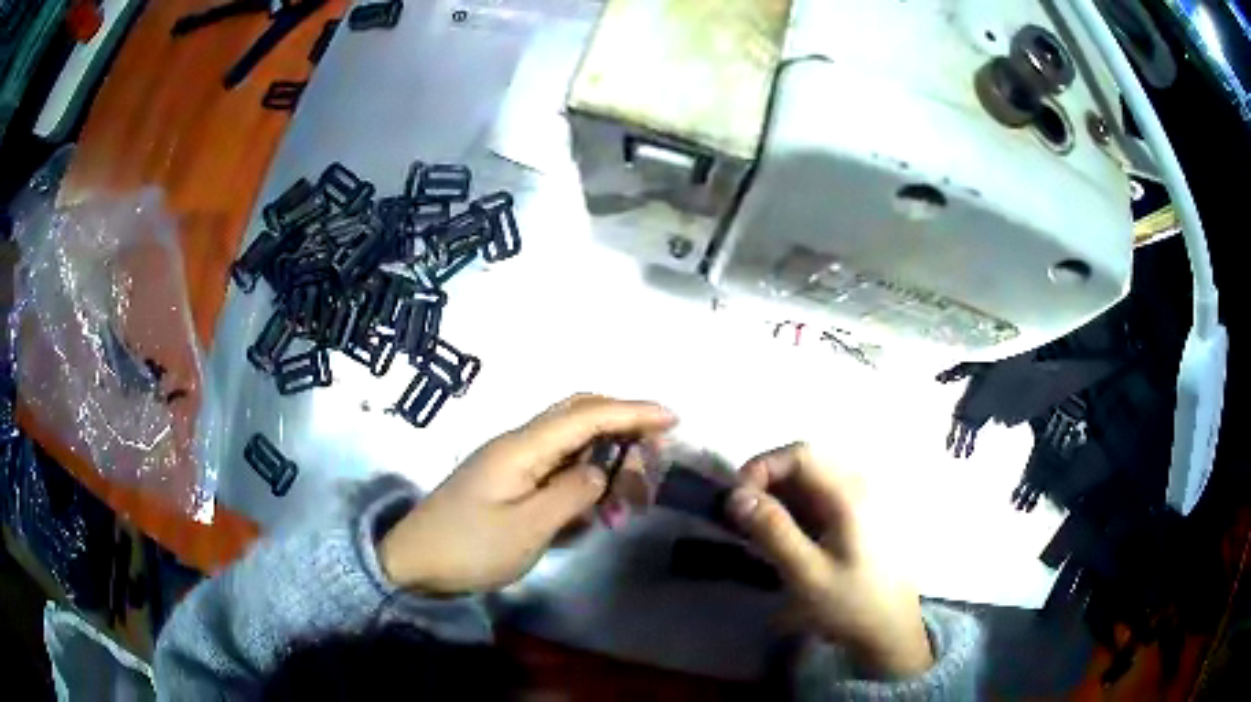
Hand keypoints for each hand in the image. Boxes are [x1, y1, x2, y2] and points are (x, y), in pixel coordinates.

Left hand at [379, 394, 675, 595]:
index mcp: (523, 447)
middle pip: (580, 417)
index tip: (673, 419)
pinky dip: (583, 485)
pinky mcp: (509, 482)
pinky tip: (593, 514)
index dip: (633, 411)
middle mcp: (519, 444)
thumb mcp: (528, 528)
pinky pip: (557, 471)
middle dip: (623, 433)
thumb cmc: (469, 547)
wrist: (414, 562)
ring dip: (605, 467)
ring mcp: (513, 462)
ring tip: (622, 512)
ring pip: (572, 446)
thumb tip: (601, 471)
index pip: (587, 414)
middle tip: (649, 472)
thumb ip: (572, 494)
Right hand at [727, 443, 933, 678]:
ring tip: (756, 530)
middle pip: (804, 463)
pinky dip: (792, 509)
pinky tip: (782, 539)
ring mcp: (859, 501)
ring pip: (809, 481)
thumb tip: (736, 496)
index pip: (800, 454)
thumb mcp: (807, 573)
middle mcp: (857, 486)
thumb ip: (773, 531)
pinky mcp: (855, 518)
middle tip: (741, 517)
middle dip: (766, 482)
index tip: (736, 501)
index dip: (762, 467)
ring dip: (777, 497)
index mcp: (848, 494)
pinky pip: (818, 499)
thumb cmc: (851, 602)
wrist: (891, 628)